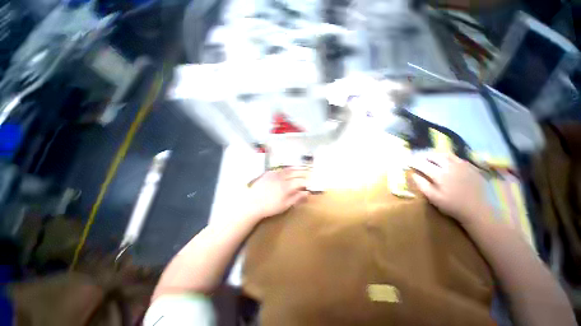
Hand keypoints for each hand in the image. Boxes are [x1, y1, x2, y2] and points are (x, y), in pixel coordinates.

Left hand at [243, 167, 309, 219]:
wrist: (253, 203)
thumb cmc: (270, 207)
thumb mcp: (285, 205)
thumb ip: (297, 198)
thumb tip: (307, 192)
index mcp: (286, 186)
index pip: (300, 181)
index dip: (307, 181)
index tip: (311, 181)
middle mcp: (282, 178)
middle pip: (295, 172)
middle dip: (303, 171)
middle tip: (309, 170)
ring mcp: (274, 174)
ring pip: (288, 169)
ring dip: (296, 168)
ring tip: (301, 167)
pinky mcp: (269, 173)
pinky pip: (279, 169)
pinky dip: (286, 169)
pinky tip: (288, 170)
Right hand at [410, 152, 490, 225]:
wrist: (479, 210)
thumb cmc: (453, 205)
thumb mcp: (433, 198)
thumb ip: (422, 184)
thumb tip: (413, 174)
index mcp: (440, 174)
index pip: (422, 164)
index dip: (413, 162)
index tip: (407, 161)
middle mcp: (451, 166)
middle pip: (434, 156)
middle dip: (424, 156)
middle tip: (418, 158)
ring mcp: (463, 165)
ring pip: (446, 155)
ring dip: (436, 155)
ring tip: (430, 157)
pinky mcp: (472, 167)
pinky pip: (457, 158)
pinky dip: (448, 157)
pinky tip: (447, 161)